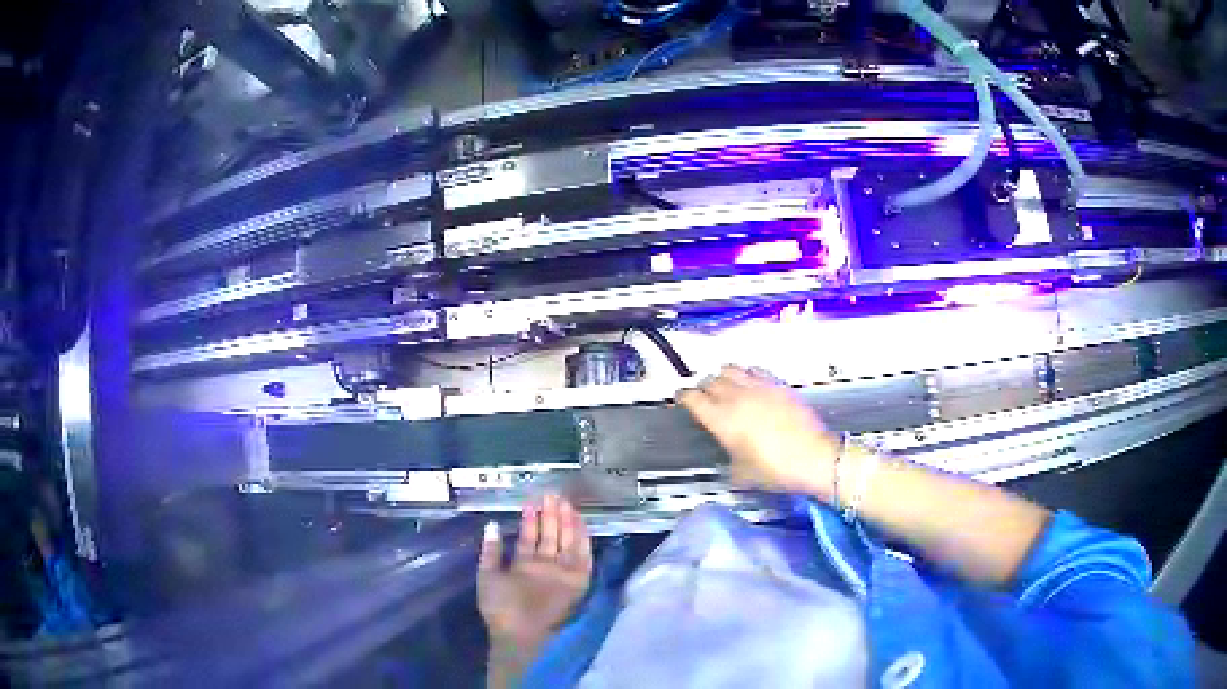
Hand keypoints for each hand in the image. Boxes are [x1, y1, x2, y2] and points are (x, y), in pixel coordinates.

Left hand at [478, 495, 592, 653]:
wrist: (519, 632)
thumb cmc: (500, 607)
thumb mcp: (487, 575)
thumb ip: (491, 551)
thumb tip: (493, 525)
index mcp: (523, 565)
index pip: (530, 536)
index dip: (531, 518)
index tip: (532, 499)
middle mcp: (544, 566)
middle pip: (550, 535)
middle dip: (551, 515)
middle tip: (551, 493)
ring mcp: (561, 572)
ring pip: (566, 542)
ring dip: (566, 522)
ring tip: (564, 501)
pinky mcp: (577, 580)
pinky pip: (582, 556)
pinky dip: (582, 539)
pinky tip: (580, 522)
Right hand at [678, 365, 840, 497]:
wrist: (813, 457)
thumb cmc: (776, 469)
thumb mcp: (742, 474)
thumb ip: (728, 460)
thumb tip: (729, 459)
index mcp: (721, 419)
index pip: (692, 397)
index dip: (683, 397)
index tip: (682, 398)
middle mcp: (736, 397)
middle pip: (710, 380)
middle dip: (703, 387)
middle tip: (704, 396)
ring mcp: (758, 387)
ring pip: (731, 369)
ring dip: (724, 376)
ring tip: (726, 385)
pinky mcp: (778, 384)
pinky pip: (755, 370)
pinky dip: (748, 374)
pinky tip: (752, 383)